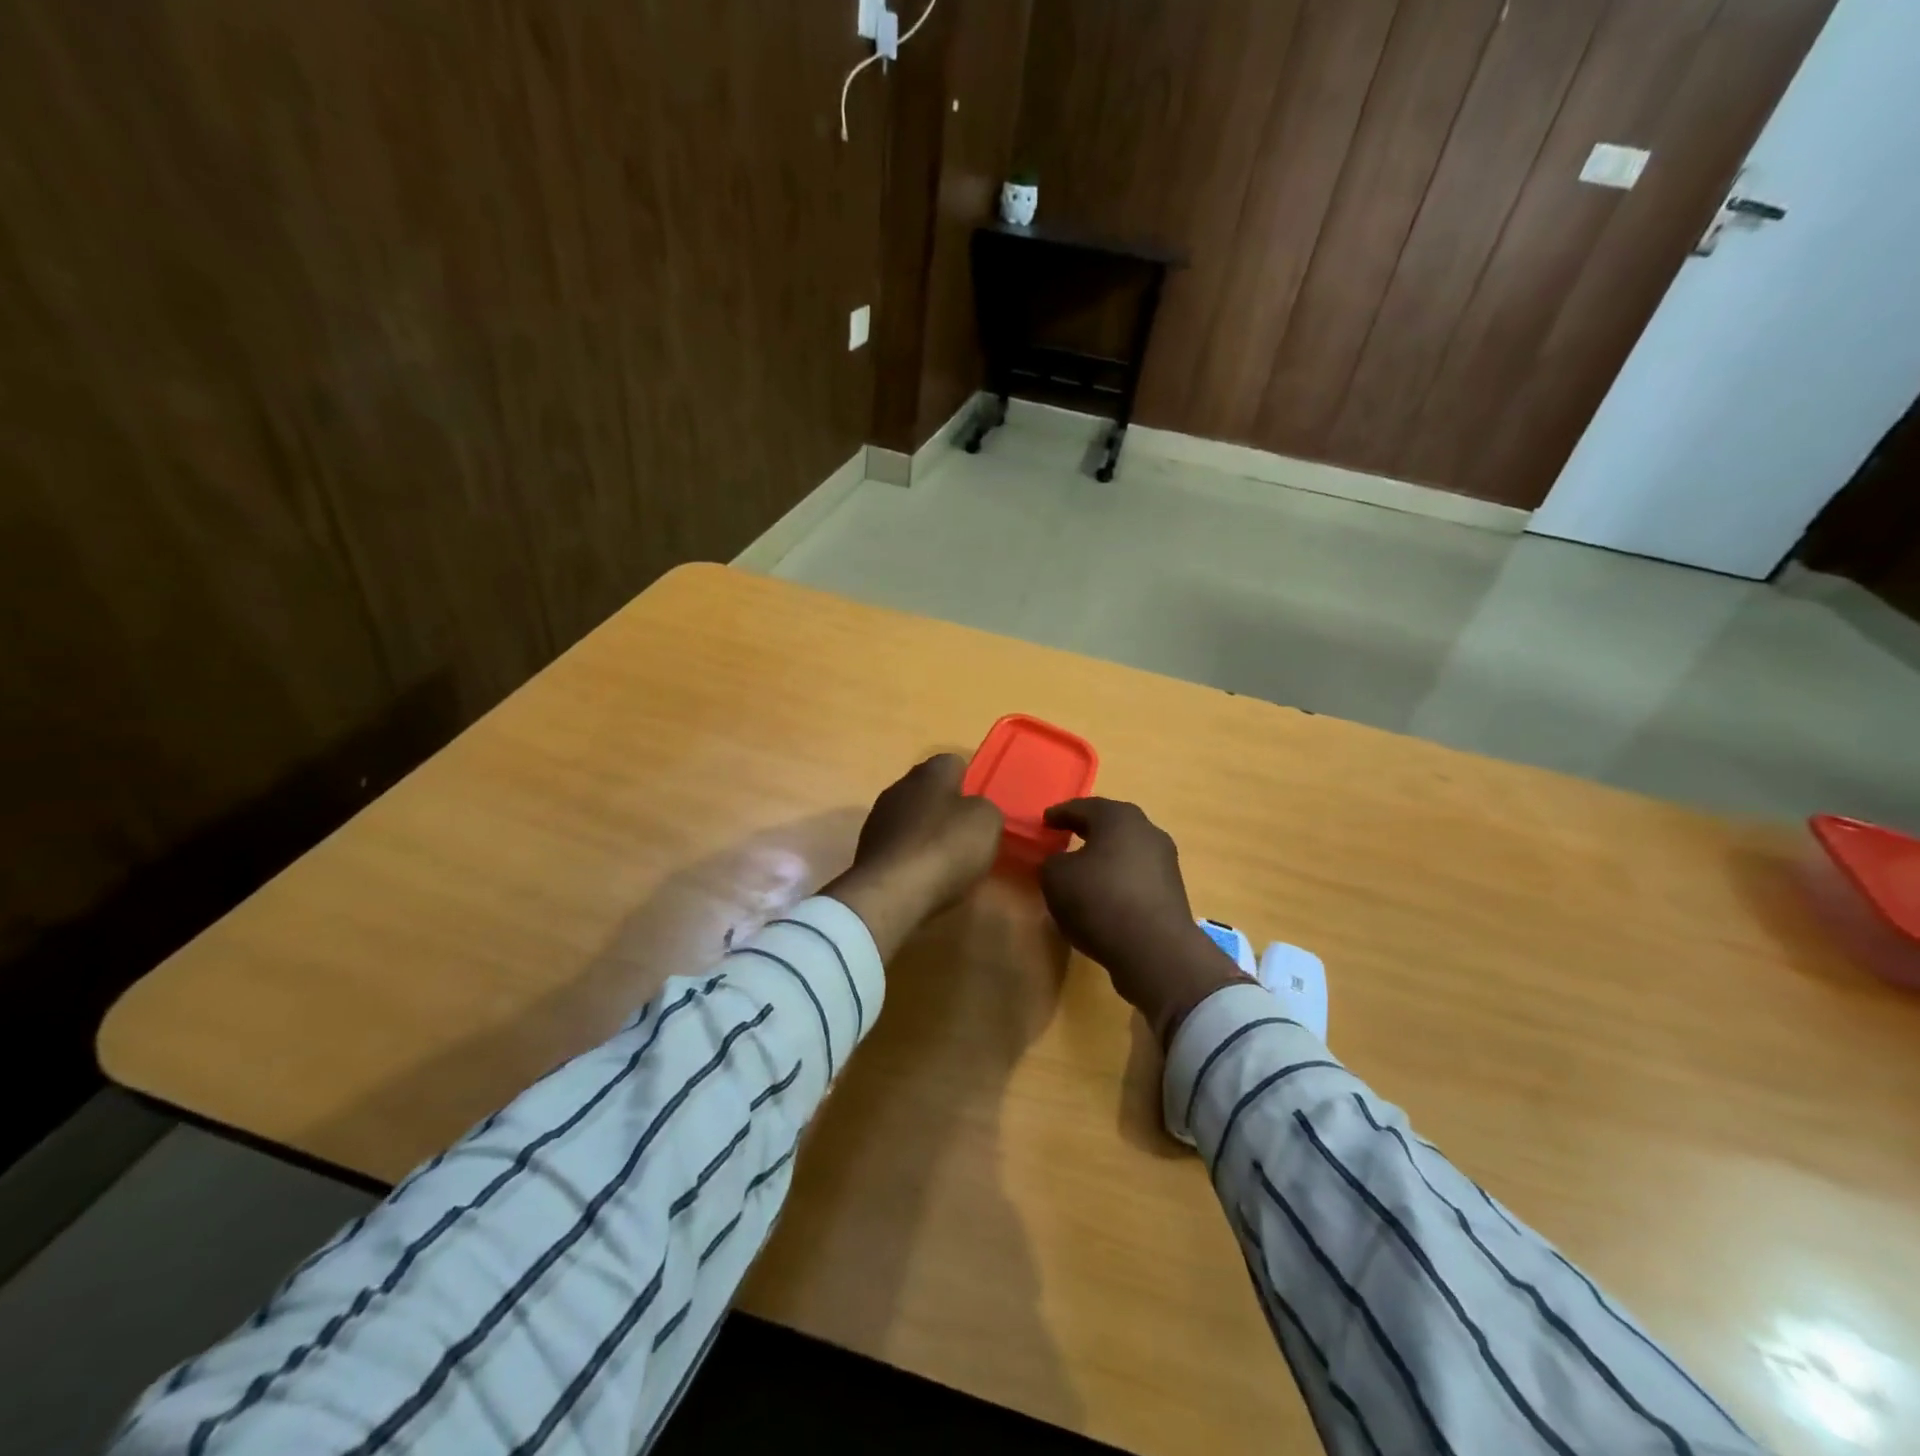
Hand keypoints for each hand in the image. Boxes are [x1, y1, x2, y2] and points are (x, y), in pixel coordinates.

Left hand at [823, 755, 1003, 956]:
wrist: (890, 892)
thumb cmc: (945, 847)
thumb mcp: (987, 822)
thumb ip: (985, 808)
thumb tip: (974, 810)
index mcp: (930, 772)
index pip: (953, 763)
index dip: (970, 782)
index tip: (981, 808)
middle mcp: (899, 786)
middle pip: (929, 790)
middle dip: (946, 808)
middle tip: (967, 835)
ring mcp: (878, 818)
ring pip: (911, 818)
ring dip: (926, 833)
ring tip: (946, 861)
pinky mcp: (867, 849)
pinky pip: (898, 845)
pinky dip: (911, 856)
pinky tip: (923, 876)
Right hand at [1040, 798, 1246, 1044]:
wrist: (1154, 950)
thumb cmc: (1099, 900)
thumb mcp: (1056, 877)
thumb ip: (1051, 862)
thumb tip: (1062, 863)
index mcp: (1118, 817)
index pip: (1083, 807)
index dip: (1060, 814)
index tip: (1045, 821)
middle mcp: (1147, 831)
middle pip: (1110, 825)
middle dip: (1087, 830)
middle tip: (1065, 837)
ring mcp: (1164, 861)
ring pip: (1126, 851)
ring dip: (1105, 857)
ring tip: (1083, 871)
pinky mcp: (1172, 891)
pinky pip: (1136, 877)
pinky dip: (1118, 880)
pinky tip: (1103, 897)